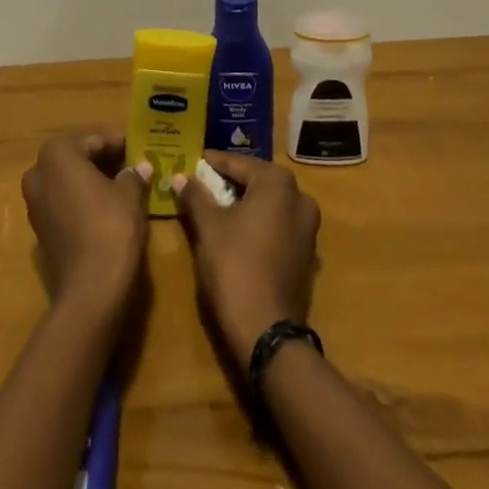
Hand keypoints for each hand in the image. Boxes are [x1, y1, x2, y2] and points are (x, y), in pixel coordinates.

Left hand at [20, 133, 149, 315]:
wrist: (91, 288)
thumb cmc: (110, 226)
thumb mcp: (130, 194)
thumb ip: (133, 175)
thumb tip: (141, 167)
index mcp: (57, 153)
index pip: (93, 140)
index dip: (118, 143)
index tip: (139, 148)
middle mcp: (38, 172)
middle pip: (77, 158)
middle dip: (104, 160)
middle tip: (134, 164)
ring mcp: (34, 202)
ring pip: (68, 181)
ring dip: (93, 180)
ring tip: (125, 185)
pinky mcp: (40, 229)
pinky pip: (64, 203)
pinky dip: (83, 200)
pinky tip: (108, 208)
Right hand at [173, 151, 320, 365]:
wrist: (265, 329)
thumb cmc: (234, 265)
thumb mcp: (208, 226)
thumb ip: (195, 195)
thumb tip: (181, 176)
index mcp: (278, 184)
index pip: (240, 164)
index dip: (215, 162)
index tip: (196, 159)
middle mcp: (299, 198)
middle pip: (259, 180)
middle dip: (232, 180)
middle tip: (205, 179)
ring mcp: (307, 228)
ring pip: (271, 203)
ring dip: (246, 200)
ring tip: (218, 203)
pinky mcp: (306, 253)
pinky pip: (278, 224)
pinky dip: (259, 221)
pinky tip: (238, 228)